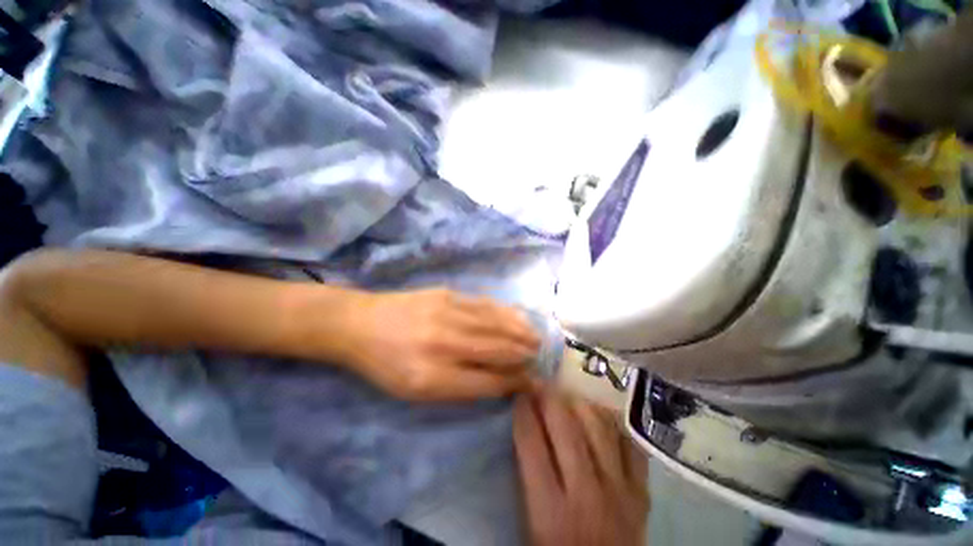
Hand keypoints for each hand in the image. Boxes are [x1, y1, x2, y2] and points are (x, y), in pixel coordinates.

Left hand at [345, 289, 541, 401]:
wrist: (360, 323)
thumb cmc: (385, 365)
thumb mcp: (415, 391)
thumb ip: (459, 388)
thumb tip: (498, 383)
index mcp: (433, 377)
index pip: (489, 382)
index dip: (515, 383)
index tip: (533, 383)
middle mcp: (444, 344)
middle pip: (497, 350)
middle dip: (524, 355)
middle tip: (542, 357)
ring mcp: (447, 313)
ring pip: (495, 324)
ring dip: (520, 332)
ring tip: (537, 338)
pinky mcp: (447, 294)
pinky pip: (484, 304)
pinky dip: (505, 312)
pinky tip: (518, 316)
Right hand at [514, 390, 649, 545]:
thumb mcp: (531, 526)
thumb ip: (527, 477)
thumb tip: (526, 428)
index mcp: (551, 510)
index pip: (532, 443)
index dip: (523, 411)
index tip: (519, 394)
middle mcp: (586, 493)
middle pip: (565, 427)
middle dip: (548, 397)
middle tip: (540, 383)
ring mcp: (619, 490)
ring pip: (598, 427)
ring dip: (578, 403)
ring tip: (567, 395)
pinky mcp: (641, 492)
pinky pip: (629, 443)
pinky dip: (612, 423)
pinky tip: (600, 414)